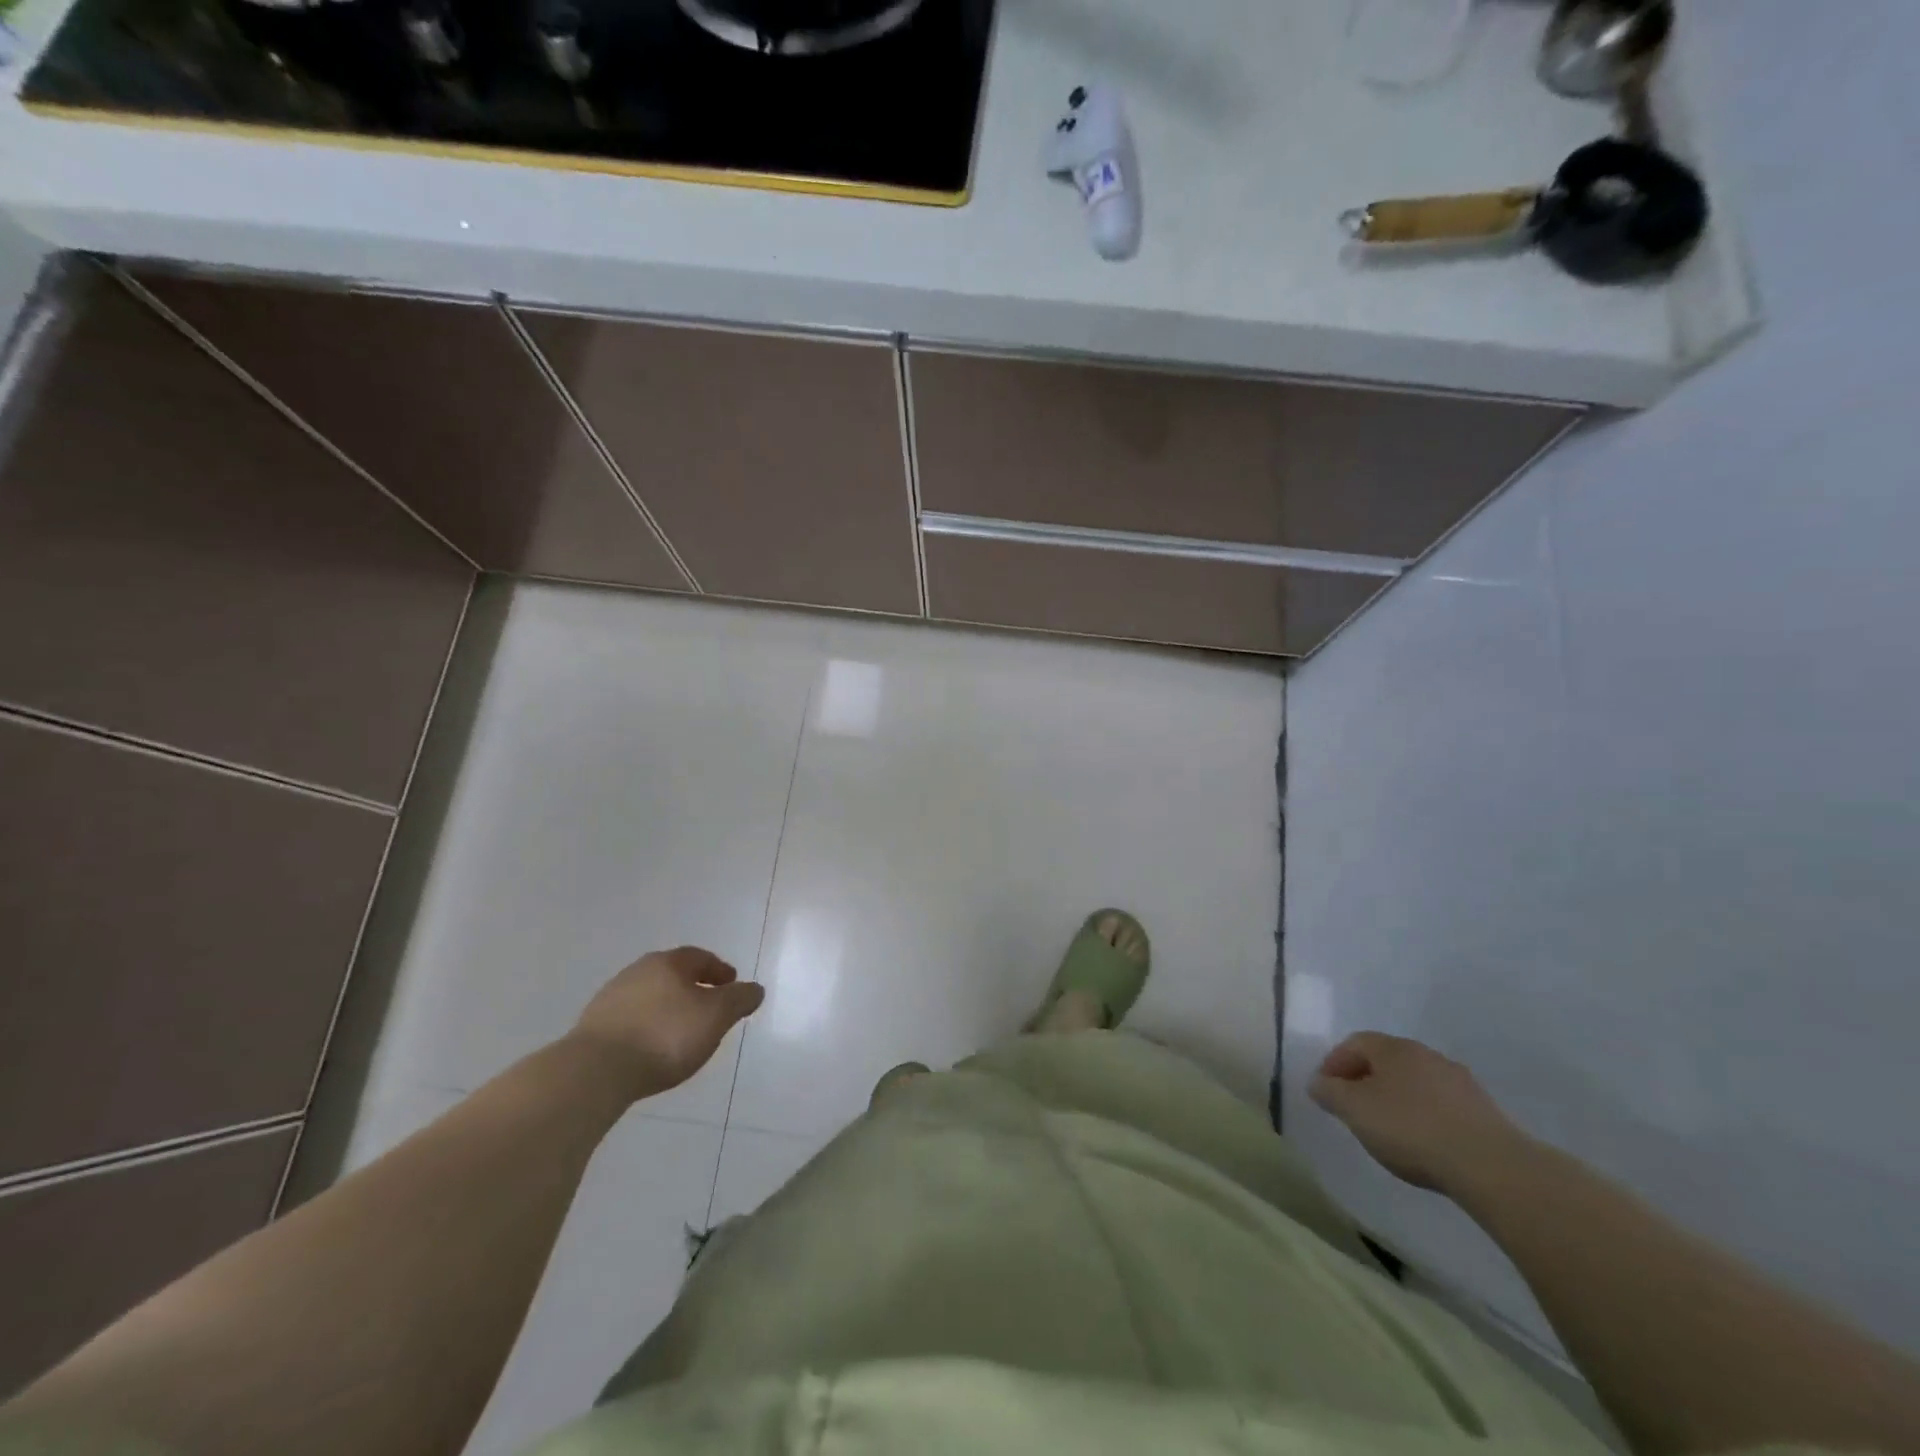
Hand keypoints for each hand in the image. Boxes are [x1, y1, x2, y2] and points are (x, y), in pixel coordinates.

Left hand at [567, 947, 764, 1099]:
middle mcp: (638, 971)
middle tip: (708, 1005)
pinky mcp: (593, 1027)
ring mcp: (611, 998)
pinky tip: (651, 1047)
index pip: (700, 957)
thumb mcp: (716, 1016)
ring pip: (650, 996)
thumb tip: (755, 989)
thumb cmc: (665, 1036)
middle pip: (672, 974)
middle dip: (692, 987)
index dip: (719, 970)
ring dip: (668, 1007)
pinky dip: (647, 1026)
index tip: (731, 984)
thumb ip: (739, 1000)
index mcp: (668, 963)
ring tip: (681, 1031)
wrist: (596, 1071)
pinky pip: (631, 1019)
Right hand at [1309, 1032, 1527, 1194]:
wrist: (1491, 1166)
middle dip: (1364, 1080)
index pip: (1354, 1043)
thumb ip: (1330, 1092)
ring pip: (1415, 1083)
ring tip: (1388, 1130)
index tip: (1325, 1091)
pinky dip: (1424, 1117)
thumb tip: (1318, 1082)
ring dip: (1396, 1099)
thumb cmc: (1411, 1128)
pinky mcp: (1483, 1111)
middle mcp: (1426, 1055)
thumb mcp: (1355, 1110)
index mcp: (1394, 1048)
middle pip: (1386, 1061)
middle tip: (1352, 1108)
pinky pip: (1440, 1105)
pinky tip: (1423, 1143)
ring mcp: (1459, 1082)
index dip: (1334, 1063)